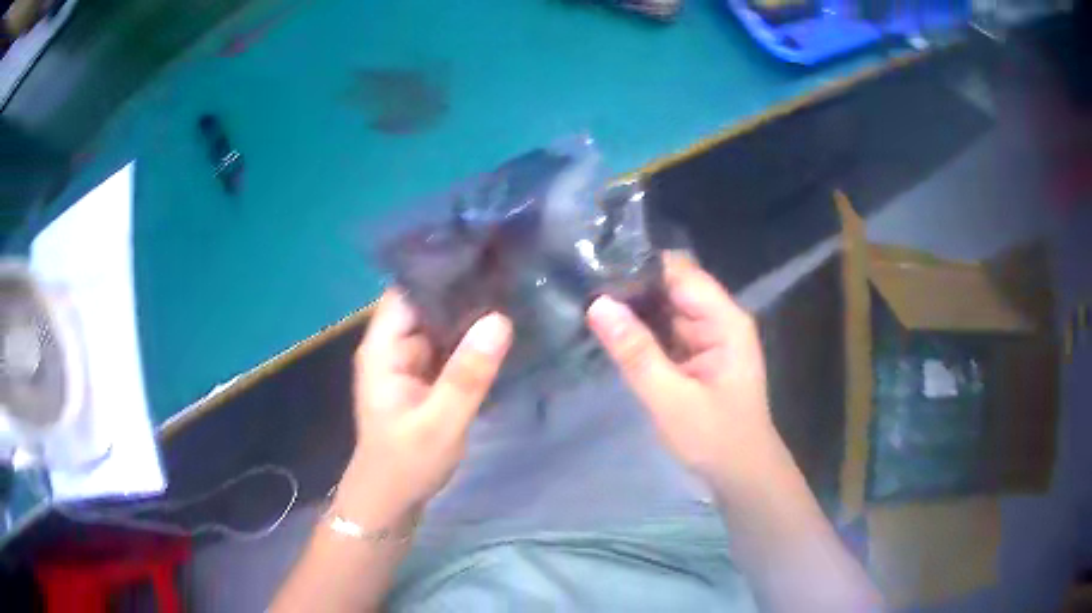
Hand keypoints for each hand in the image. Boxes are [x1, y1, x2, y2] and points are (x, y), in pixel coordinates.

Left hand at [337, 289, 511, 522]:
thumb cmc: (405, 463)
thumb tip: (500, 319)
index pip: (408, 290)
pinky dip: (472, 339)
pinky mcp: (426, 379)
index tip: (484, 251)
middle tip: (511, 268)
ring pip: (441, 325)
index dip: (441, 268)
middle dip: (464, 287)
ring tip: (515, 290)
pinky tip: (504, 329)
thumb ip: (467, 375)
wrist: (392, 501)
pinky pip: (449, 349)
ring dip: (471, 313)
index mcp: (383, 348)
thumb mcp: (440, 423)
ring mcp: (410, 362)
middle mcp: (394, 347)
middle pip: (427, 303)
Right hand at [587, 253, 778, 487]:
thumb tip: (597, 304)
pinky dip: (639, 331)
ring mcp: (707, 336)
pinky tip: (608, 329)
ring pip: (664, 308)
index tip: (595, 268)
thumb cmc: (714, 439)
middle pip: (671, 286)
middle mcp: (718, 318)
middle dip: (630, 288)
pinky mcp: (695, 354)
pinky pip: (664, 331)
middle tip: (581, 289)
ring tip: (585, 303)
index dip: (640, 266)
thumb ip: (635, 352)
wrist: (741, 475)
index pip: (680, 272)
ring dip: (632, 309)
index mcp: (724, 320)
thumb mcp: (670, 400)